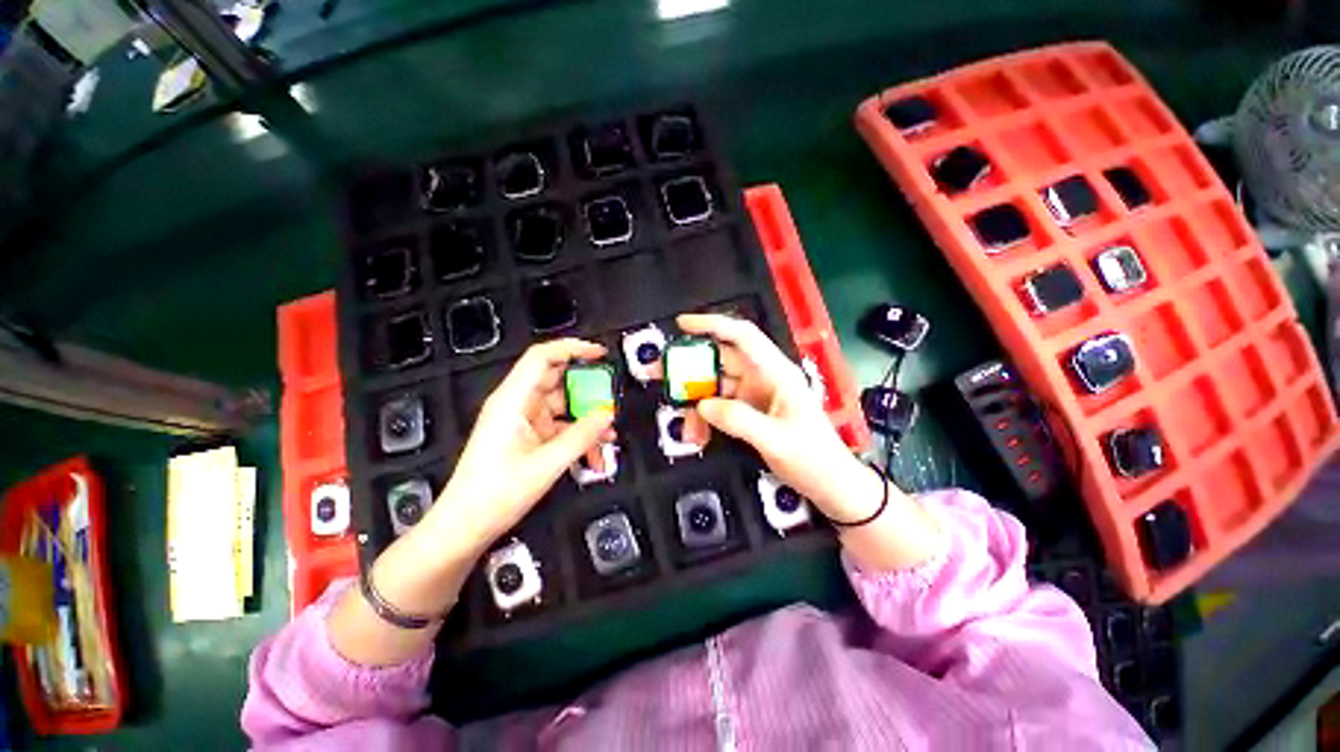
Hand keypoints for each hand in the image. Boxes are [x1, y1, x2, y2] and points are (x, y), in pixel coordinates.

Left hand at [420, 338, 615, 554]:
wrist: (465, 527)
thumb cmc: (495, 494)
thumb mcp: (547, 463)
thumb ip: (582, 435)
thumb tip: (607, 413)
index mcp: (512, 400)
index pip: (543, 357)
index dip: (572, 348)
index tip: (599, 354)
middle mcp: (517, 404)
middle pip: (557, 381)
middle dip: (587, 389)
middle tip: (611, 399)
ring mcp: (522, 421)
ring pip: (562, 407)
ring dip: (586, 419)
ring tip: (608, 435)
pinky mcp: (527, 437)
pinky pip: (559, 427)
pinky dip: (577, 435)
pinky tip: (594, 452)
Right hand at [679, 314, 941, 571]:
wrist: (829, 483)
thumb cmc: (813, 457)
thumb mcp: (776, 440)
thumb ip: (739, 420)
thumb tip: (702, 405)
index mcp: (775, 372)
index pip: (743, 336)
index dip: (713, 325)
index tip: (682, 325)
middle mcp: (762, 377)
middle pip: (719, 361)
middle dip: (689, 367)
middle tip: (657, 374)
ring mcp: (753, 395)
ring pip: (714, 387)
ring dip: (694, 404)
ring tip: (684, 429)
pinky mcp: (748, 411)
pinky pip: (717, 407)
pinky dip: (704, 419)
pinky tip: (697, 437)